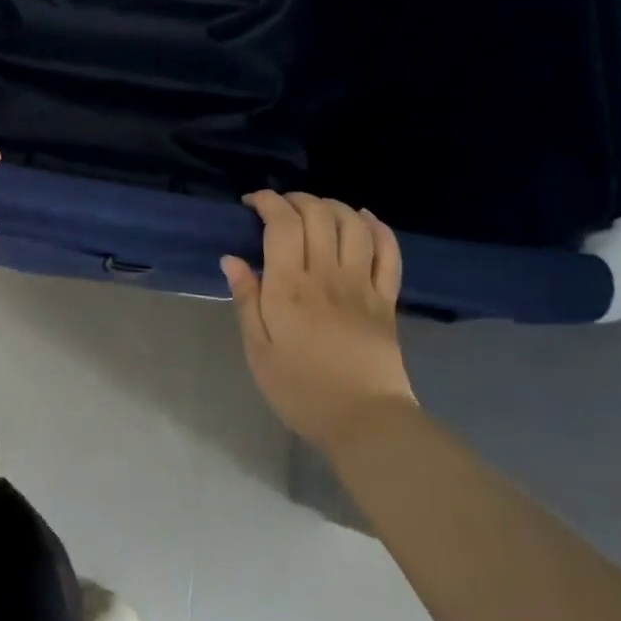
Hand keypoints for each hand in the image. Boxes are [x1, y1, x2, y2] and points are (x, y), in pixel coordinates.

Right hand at [221, 193, 415, 451]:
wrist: (365, 421)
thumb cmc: (301, 389)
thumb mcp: (258, 350)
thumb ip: (246, 300)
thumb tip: (232, 258)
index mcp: (290, 287)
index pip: (282, 223)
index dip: (267, 202)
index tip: (251, 203)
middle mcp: (327, 275)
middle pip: (318, 214)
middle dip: (297, 199)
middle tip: (280, 208)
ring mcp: (362, 284)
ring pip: (353, 224)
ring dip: (333, 206)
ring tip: (316, 210)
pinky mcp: (386, 299)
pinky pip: (389, 252)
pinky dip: (377, 227)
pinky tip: (363, 219)